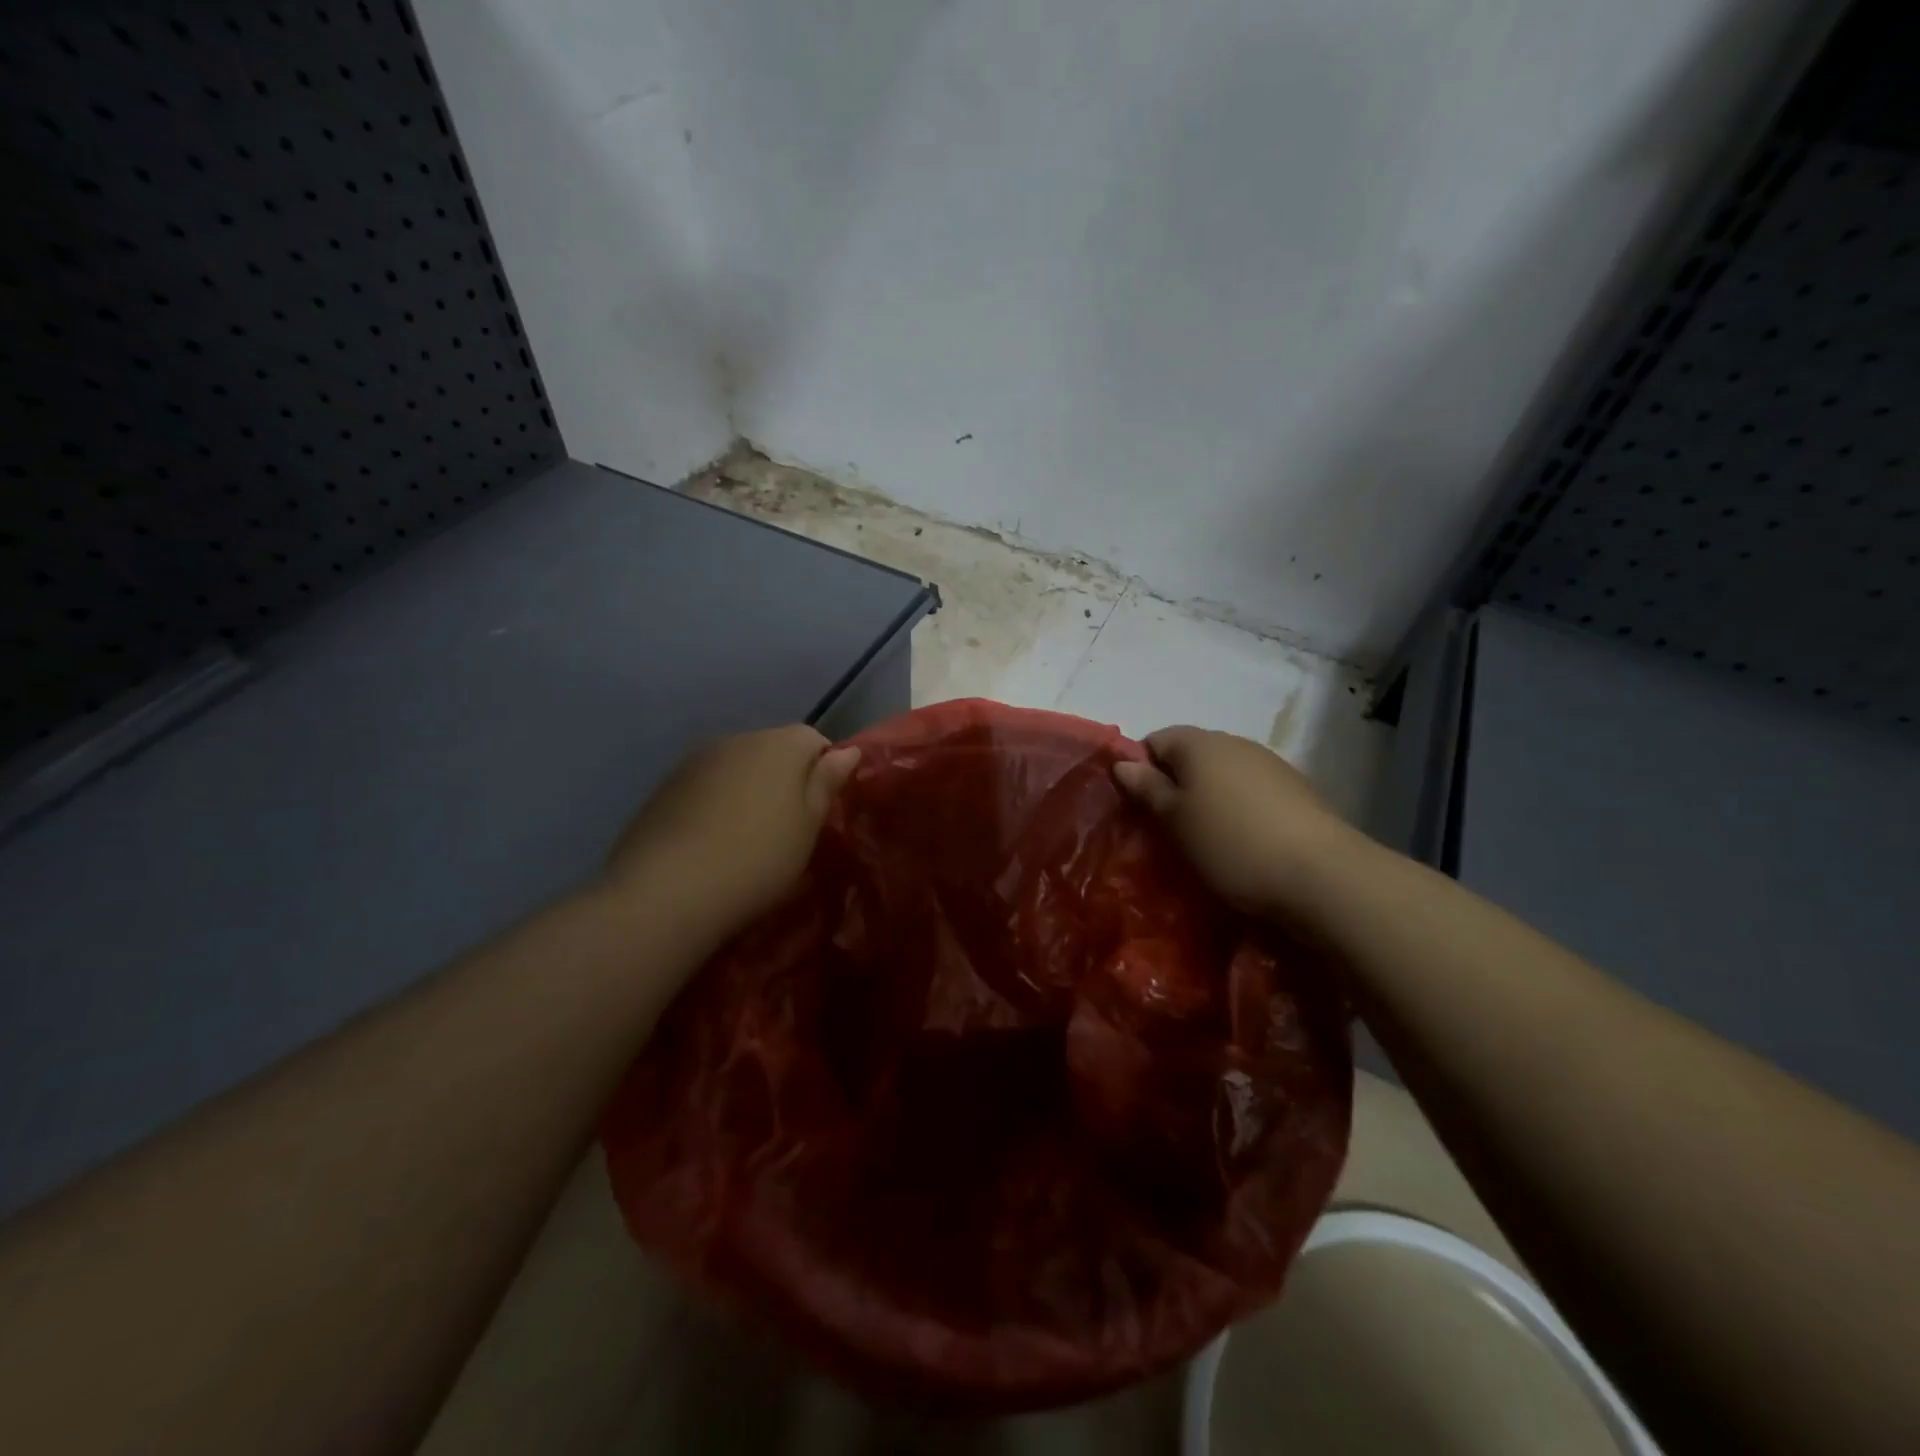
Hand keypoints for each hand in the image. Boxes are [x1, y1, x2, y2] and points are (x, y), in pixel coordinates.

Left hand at [602, 725, 859, 940]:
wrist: (666, 892)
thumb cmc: (757, 859)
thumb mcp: (808, 827)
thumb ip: (826, 783)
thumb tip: (847, 751)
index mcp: (780, 745)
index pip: (814, 740)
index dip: (823, 771)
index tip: (820, 811)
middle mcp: (737, 738)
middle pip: (773, 750)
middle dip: (785, 779)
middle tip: (787, 829)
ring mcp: (696, 760)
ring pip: (737, 767)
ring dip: (748, 791)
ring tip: (746, 839)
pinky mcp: (665, 786)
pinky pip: (705, 786)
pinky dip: (715, 804)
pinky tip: (710, 843)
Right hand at [1113, 725, 1360, 920]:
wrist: (1321, 876)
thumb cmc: (1230, 844)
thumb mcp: (1174, 821)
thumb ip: (1146, 789)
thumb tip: (1122, 763)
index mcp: (1200, 743)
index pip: (1156, 740)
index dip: (1141, 769)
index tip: (1140, 807)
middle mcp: (1236, 743)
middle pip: (1191, 756)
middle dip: (1174, 785)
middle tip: (1167, 828)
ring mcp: (1271, 765)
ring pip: (1222, 775)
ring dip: (1207, 799)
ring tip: (1205, 840)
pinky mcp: (1297, 791)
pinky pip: (1251, 793)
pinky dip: (1238, 810)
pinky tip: (1242, 843)